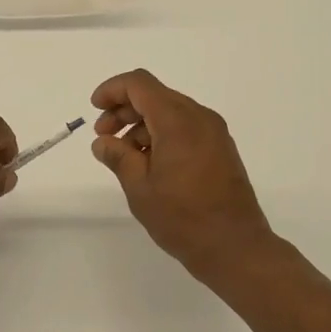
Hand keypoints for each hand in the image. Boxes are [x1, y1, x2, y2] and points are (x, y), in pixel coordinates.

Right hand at [90, 70, 280, 288]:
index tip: (95, 109)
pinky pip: (185, 127)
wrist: (235, 247)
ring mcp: (214, 132)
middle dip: (124, 109)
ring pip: (170, 111)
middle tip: (104, 136)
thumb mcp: (139, 187)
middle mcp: (199, 117)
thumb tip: (103, 142)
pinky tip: (149, 162)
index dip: (112, 90)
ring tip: (124, 155)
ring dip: (142, 123)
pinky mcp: (220, 148)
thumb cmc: (182, 217)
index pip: (139, 84)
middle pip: (154, 95)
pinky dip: (162, 133)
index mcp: (177, 120)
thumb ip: (118, 156)